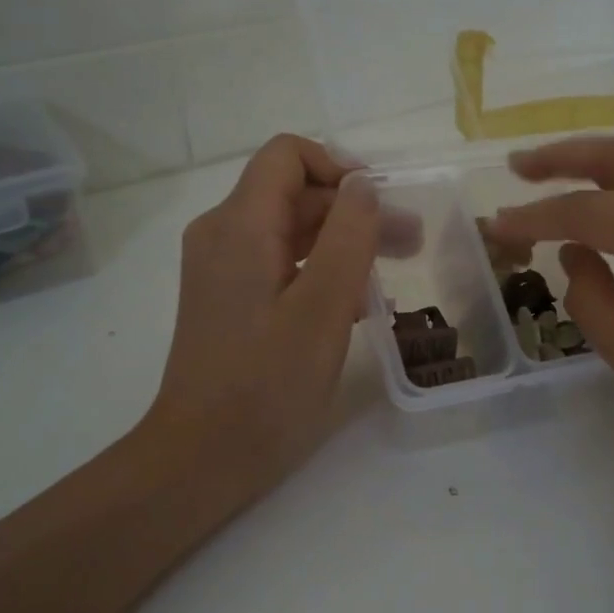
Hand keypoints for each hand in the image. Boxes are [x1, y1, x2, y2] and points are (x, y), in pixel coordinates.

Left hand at [144, 135, 378, 514]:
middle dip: (354, 210)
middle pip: (294, 194)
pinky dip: (321, 270)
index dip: (339, 166)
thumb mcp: (323, 308)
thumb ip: (349, 236)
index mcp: (240, 225)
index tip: (382, 204)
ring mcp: (223, 269)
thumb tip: (363, 184)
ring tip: (395, 270)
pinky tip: (361, 301)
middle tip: (410, 243)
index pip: (288, 156)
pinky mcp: (230, 299)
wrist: (203, 457)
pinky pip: (281, 263)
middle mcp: (223, 234)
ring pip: (291, 230)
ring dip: (344, 241)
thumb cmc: (267, 385)